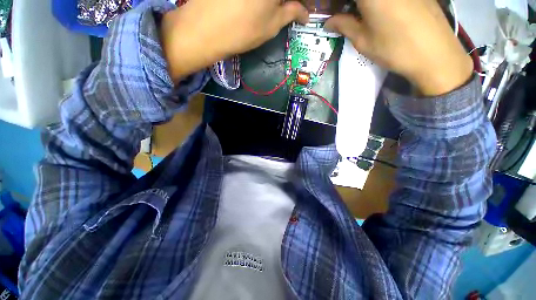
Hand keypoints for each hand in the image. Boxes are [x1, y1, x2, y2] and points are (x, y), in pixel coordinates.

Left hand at [161, 0, 308, 81]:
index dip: (302, 2)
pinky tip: (256, 6)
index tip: (304, 9)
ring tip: (274, 9)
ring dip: (273, 2)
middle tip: (290, 8)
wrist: (205, 29)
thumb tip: (305, 13)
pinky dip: (260, 1)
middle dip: (288, 1)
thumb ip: (291, 13)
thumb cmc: (243, 30)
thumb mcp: (272, 25)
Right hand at [325, 0, 472, 95]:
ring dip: (366, 5)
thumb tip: (329, 22)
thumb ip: (344, 26)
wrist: (435, 54)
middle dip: (350, 5)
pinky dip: (383, 2)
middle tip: (347, 14)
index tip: (335, 12)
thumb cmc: (393, 48)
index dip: (338, 4)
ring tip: (363, 14)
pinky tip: (385, 12)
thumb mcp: (363, 40)